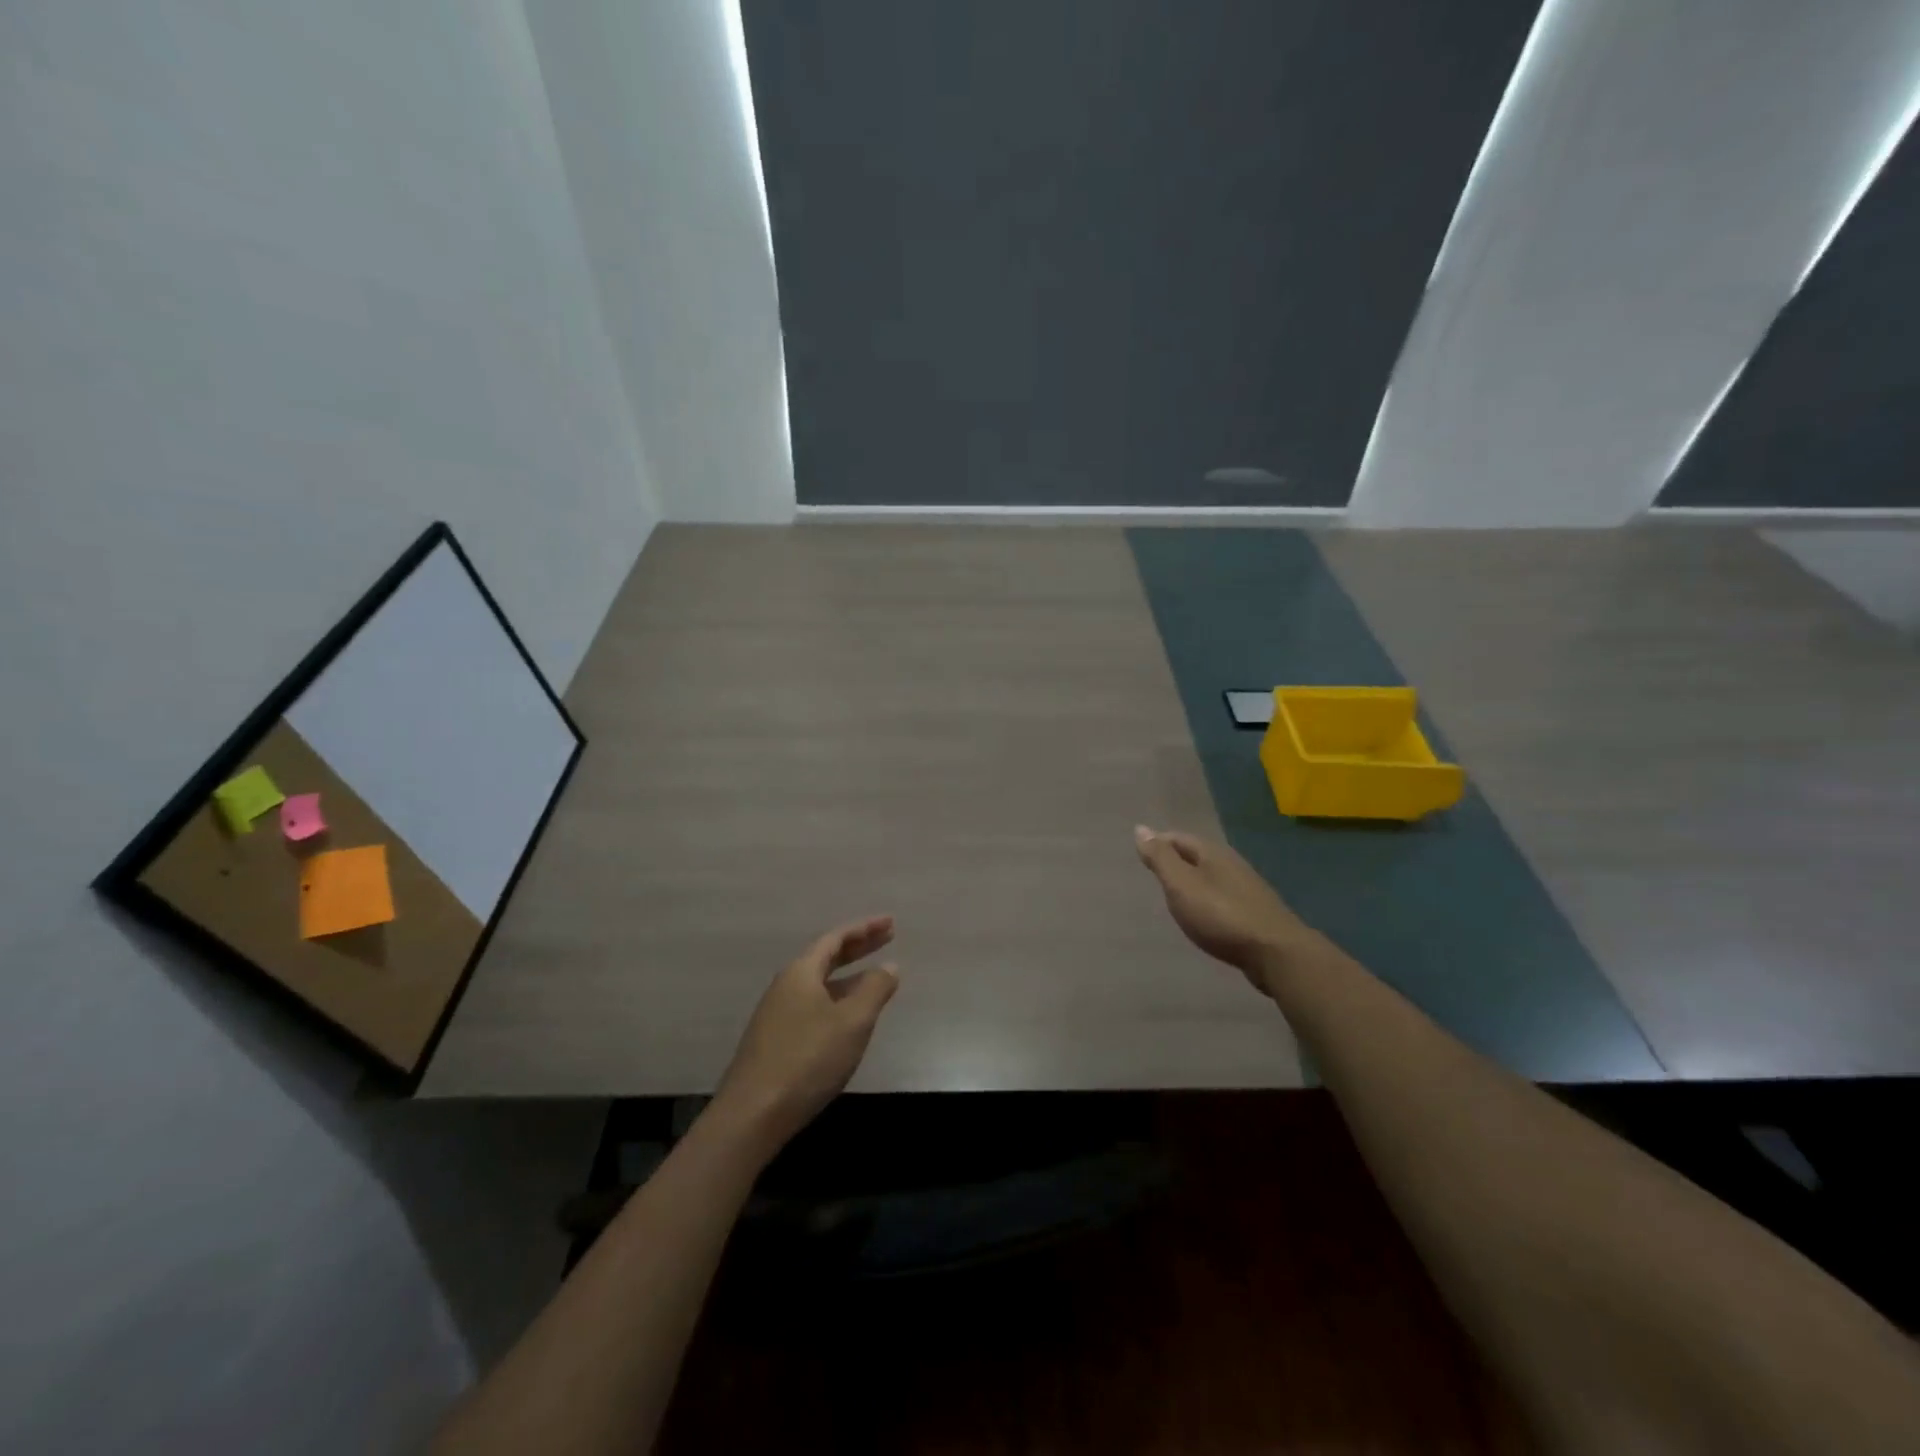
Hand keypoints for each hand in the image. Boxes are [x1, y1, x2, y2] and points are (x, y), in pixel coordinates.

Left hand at [710, 916, 899, 1156]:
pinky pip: (813, 1004)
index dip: (865, 928)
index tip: (891, 922)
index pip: (836, 938)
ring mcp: (777, 1014)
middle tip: (888, 937)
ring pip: (819, 983)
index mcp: (801, 972)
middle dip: (859, 947)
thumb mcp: (852, 1022)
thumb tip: (889, 966)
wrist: (752, 1115)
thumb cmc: (807, 1060)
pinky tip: (848, 1018)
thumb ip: (874, 990)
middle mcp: (786, 986)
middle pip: (826, 956)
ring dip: (848, 976)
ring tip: (875, 977)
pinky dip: (837, 999)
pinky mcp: (775, 1040)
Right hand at [1133, 826, 1318, 994]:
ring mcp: (1247, 888)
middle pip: (1196, 855)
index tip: (1141, 856)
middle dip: (1175, 860)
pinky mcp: (1255, 912)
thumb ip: (1161, 859)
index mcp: (1213, 853)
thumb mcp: (1182, 885)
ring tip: (1174, 894)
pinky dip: (1207, 899)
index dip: (1158, 844)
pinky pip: (1222, 896)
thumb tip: (1141, 828)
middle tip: (1154, 874)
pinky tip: (1203, 914)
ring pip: (1211, 876)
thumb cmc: (1221, 916)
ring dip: (1192, 880)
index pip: (1178, 838)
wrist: (1276, 953)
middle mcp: (1231, 863)